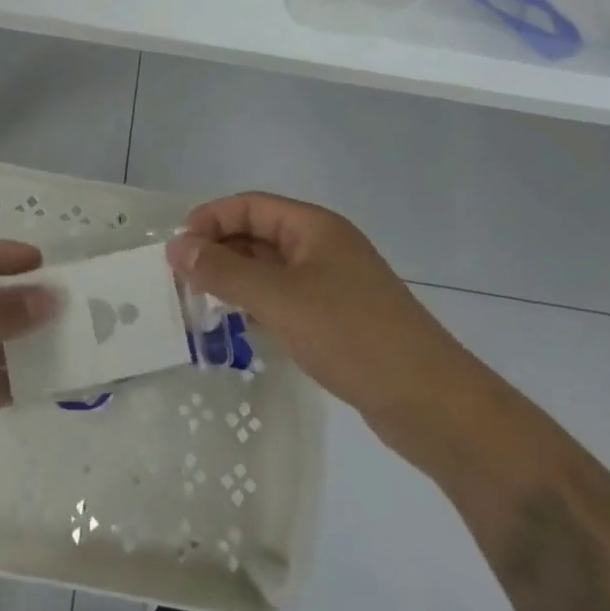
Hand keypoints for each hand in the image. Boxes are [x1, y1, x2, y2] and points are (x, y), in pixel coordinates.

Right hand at [166, 193, 475, 455]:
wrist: (432, 404)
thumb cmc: (353, 336)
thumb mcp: (280, 300)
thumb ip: (225, 272)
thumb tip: (177, 247)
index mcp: (314, 228)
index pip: (250, 206)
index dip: (211, 219)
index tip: (177, 249)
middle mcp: (323, 247)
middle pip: (259, 234)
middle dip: (220, 250)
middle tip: (182, 280)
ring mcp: (333, 284)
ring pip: (271, 268)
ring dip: (236, 279)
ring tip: (201, 303)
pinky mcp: (338, 319)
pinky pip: (286, 298)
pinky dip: (258, 304)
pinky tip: (239, 325)